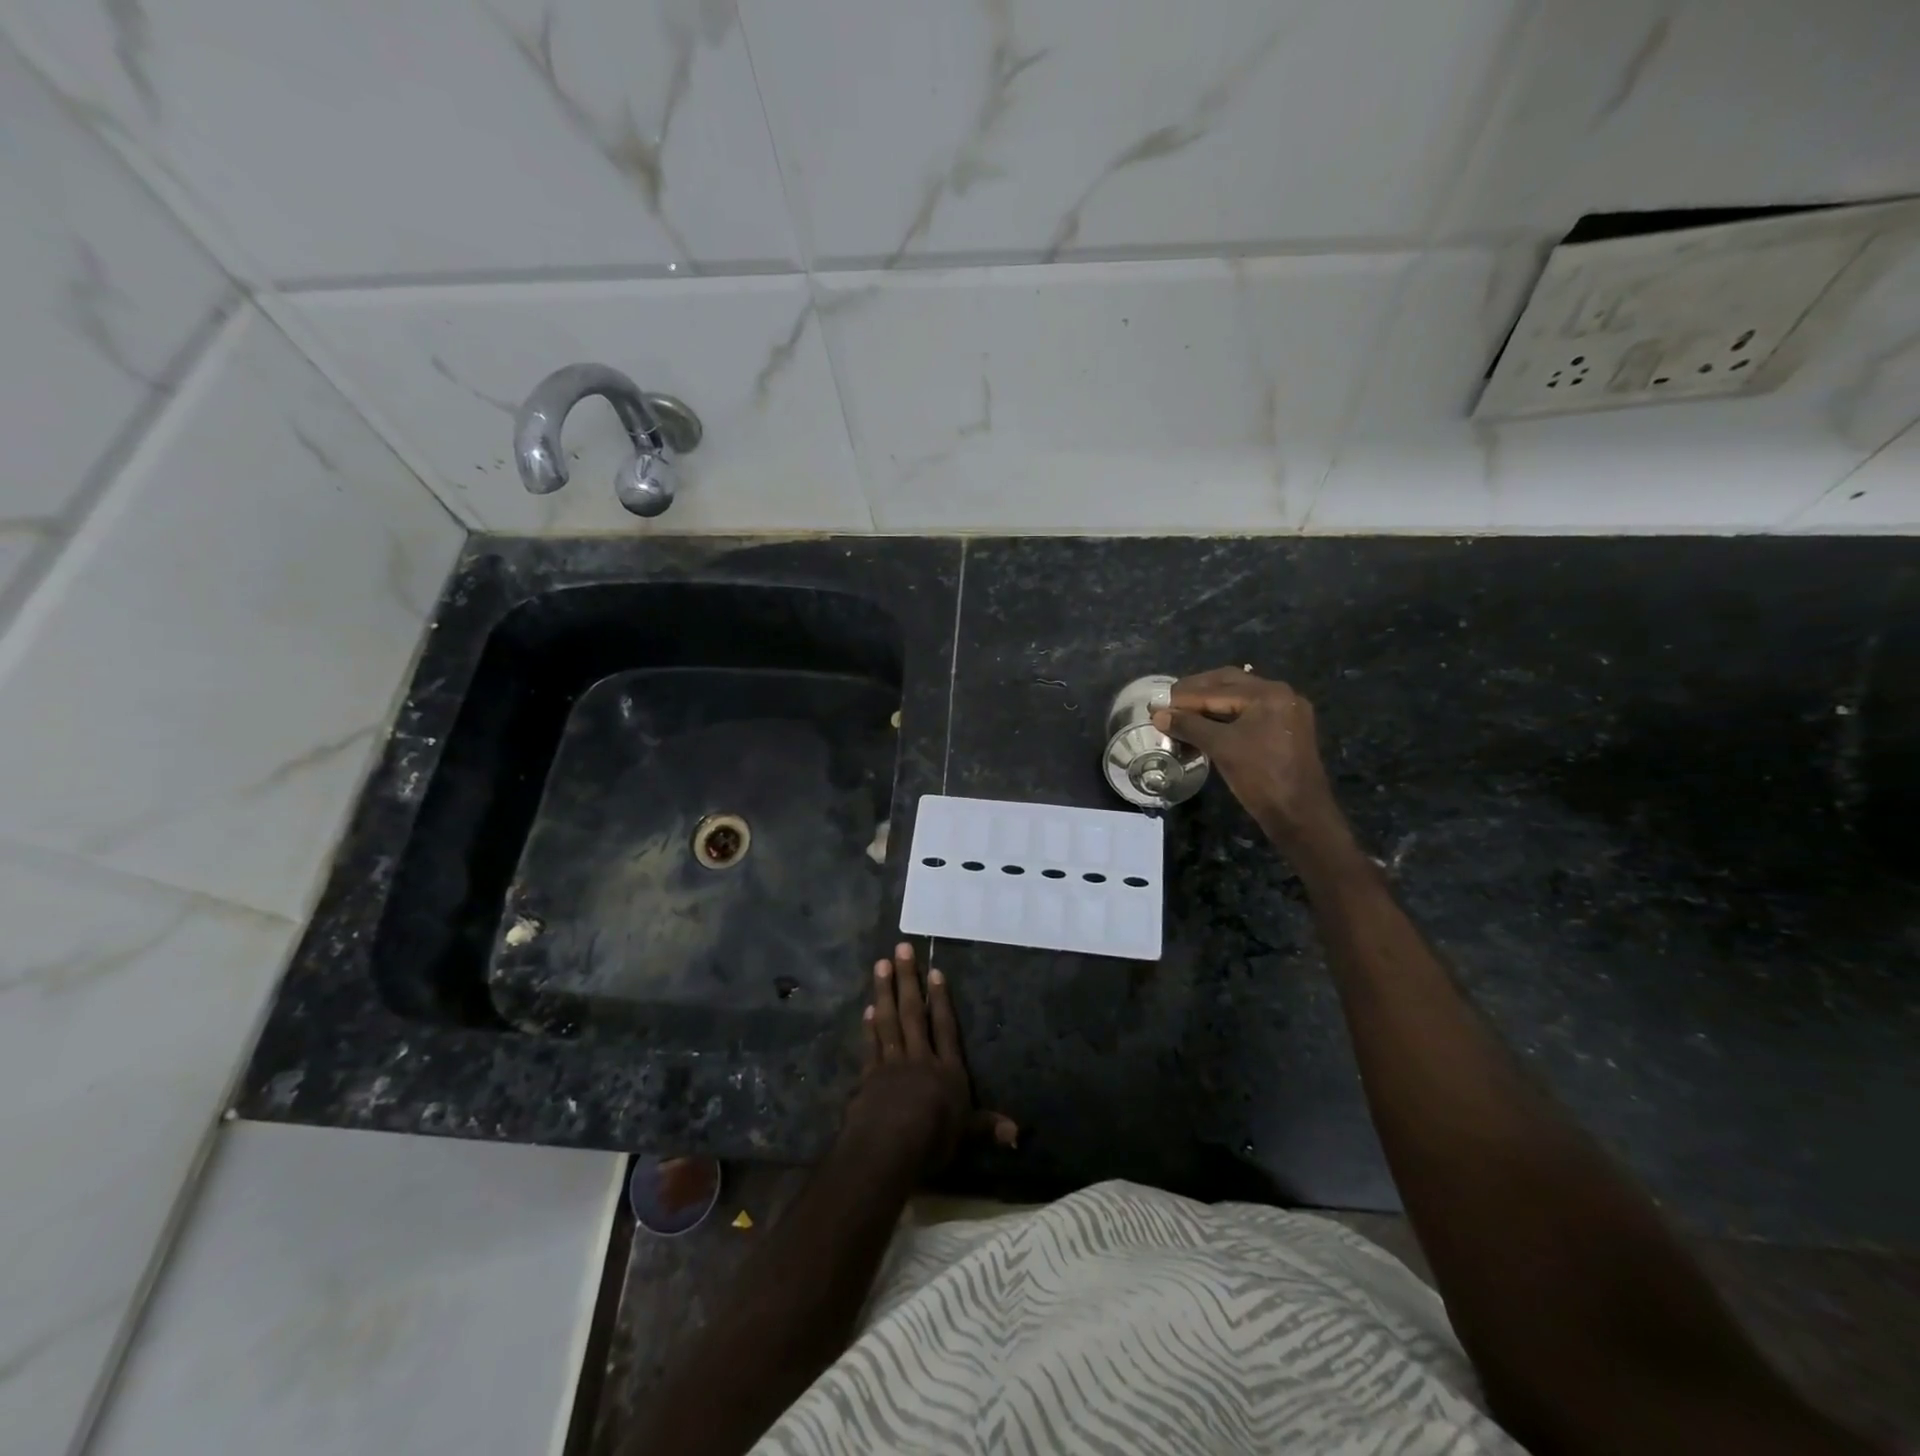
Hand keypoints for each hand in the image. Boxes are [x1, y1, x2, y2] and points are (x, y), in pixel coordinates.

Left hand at [845, 943, 1017, 1170]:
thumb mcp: (966, 1135)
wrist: (888, 1147)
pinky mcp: (870, 1076)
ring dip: (884, 991)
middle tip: (900, 949)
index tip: (935, 971)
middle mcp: (920, 1059)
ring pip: (889, 1020)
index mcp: (947, 1071)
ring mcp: (892, 1064)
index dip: (941, 1000)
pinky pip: (872, 1044)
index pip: (946, 1028)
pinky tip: (868, 1009)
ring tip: (880, 964)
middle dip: (908, 979)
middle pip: (914, 1013)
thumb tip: (1017, 1133)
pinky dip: (870, 1026)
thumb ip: (988, 1127)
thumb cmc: (932, 1140)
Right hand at [1152, 667, 1349, 852]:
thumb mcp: (1221, 748)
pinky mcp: (1286, 728)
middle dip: (1196, 692)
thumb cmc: (1260, 777)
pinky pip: (1250, 712)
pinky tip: (1207, 723)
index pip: (1215, 689)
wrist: (1300, 814)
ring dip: (1210, 702)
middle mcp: (1280, 694)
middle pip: (1229, 684)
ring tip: (1182, 712)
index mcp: (1267, 693)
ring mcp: (1286, 711)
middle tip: (1168, 702)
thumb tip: (1158, 715)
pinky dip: (1226, 714)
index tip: (1156, 704)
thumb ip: (1189, 726)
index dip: (1183, 697)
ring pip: (1239, 697)